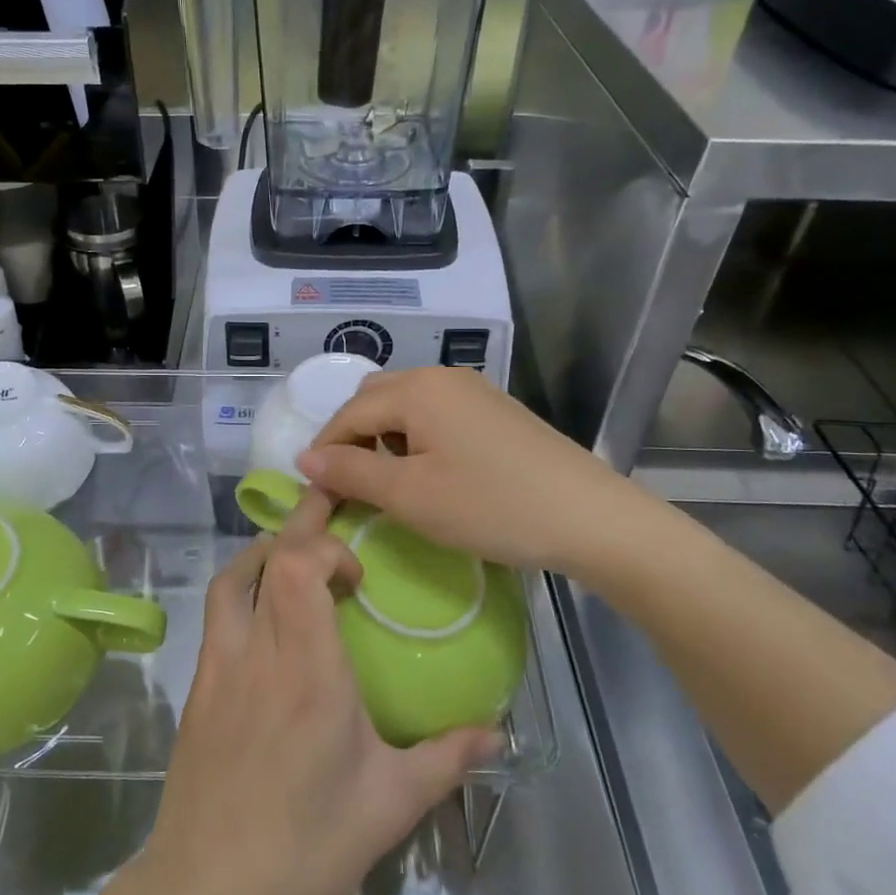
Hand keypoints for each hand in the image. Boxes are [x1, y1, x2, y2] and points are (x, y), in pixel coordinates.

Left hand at [141, 489, 498, 894]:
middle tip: (330, 510)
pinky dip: (244, 589)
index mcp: (307, 670)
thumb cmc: (306, 843)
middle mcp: (258, 652)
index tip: (358, 573)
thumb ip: (446, 759)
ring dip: (265, 553)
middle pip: (269, 559)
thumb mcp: (390, 804)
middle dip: (301, 524)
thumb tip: (496, 731)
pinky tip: (267, 617)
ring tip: (297, 558)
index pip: (299, 568)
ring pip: (232, 579)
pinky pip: (219, 613)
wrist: (209, 888)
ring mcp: (220, 665)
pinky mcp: (199, 685)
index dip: (326, 547)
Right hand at [300, 366, 676, 587]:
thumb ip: (351, 472)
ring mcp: (475, 390)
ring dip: (385, 437)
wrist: (589, 517)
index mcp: (416, 389)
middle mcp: (443, 377)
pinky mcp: (497, 410)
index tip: (315, 491)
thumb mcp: (409, 495)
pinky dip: (417, 438)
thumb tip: (305, 457)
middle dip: (354, 438)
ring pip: (407, 405)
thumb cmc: (490, 506)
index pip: (349, 412)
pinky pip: (438, 413)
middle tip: (351, 485)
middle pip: (376, 399)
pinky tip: (432, 473)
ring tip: (390, 483)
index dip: (326, 450)